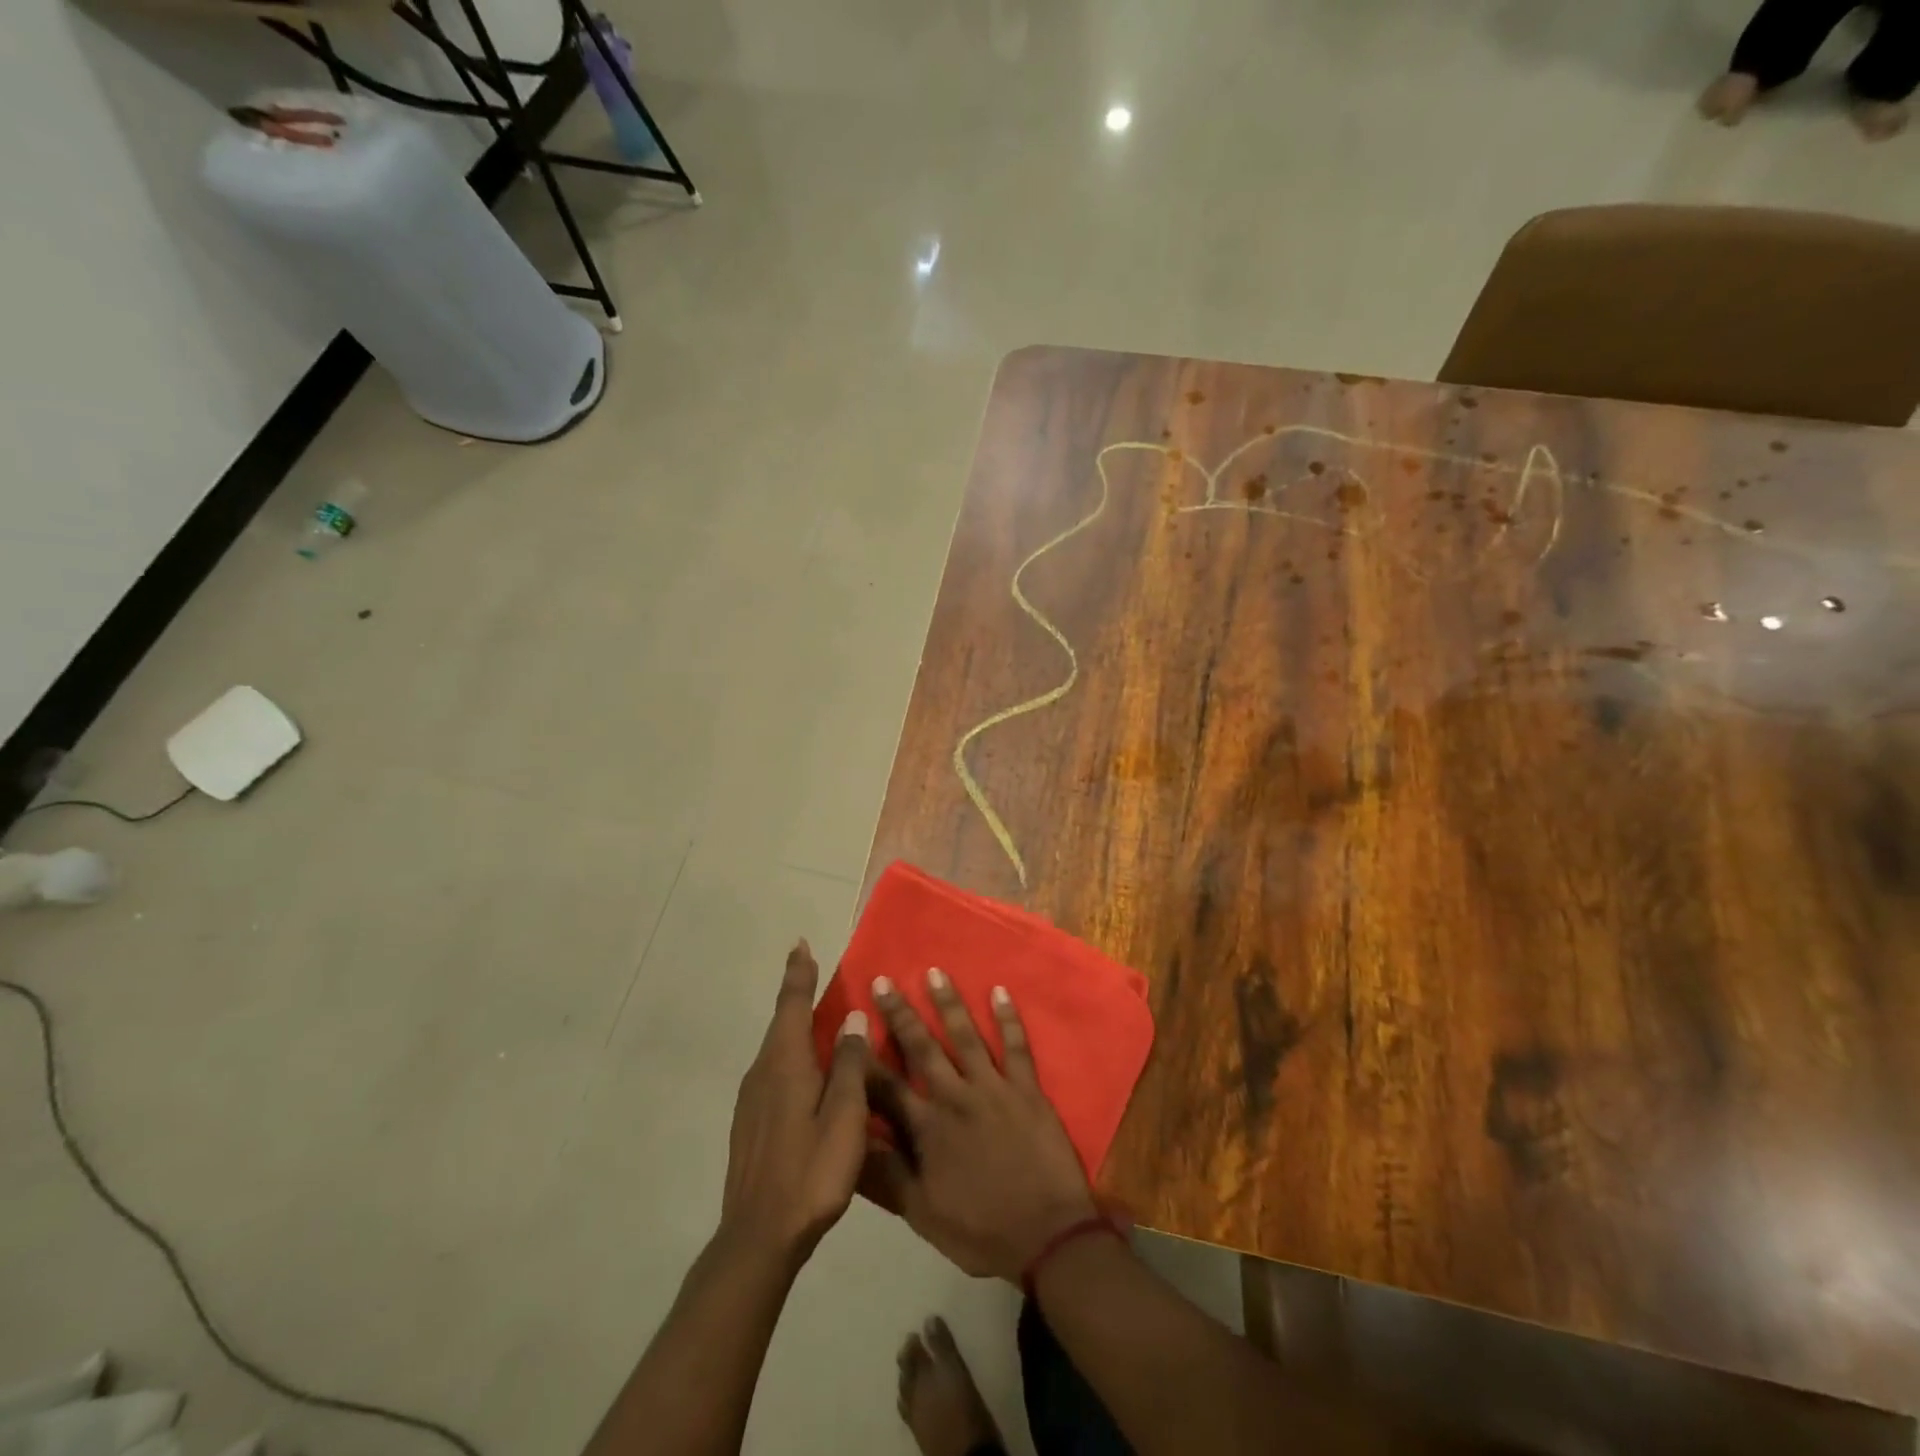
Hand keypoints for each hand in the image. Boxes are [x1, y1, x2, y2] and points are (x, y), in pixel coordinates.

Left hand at [719, 940, 870, 1266]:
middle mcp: (763, 1073)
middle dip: (797, 996)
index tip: (800, 945)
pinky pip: (775, 1073)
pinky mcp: (750, 1123)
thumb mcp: (844, 1117)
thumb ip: (849, 1064)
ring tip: (819, 1021)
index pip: (792, 1005)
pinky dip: (793, 1057)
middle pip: (782, 1023)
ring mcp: (752, 1100)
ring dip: (796, 1028)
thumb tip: (851, 1018)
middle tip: (815, 975)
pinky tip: (809, 1076)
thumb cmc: (810, 1172)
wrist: (758, 1237)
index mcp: (785, 1064)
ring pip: (778, 1050)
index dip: (798, 974)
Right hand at [865, 970, 1097, 1280]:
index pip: (886, 1086)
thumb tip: (855, 1140)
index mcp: (927, 1129)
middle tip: (883, 981)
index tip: (849, 1027)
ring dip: (948, 1003)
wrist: (1046, 1237)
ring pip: (965, 1036)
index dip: (865, 1057)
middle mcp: (955, 1097)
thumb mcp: (923, 1215)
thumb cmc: (981, 1231)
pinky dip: (1008, 1018)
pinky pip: (1017, 1046)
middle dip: (900, 1014)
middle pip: (922, 1048)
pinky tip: (999, 991)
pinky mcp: (1027, 1089)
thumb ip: (889, 1175)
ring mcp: (994, 1088)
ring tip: (934, 972)